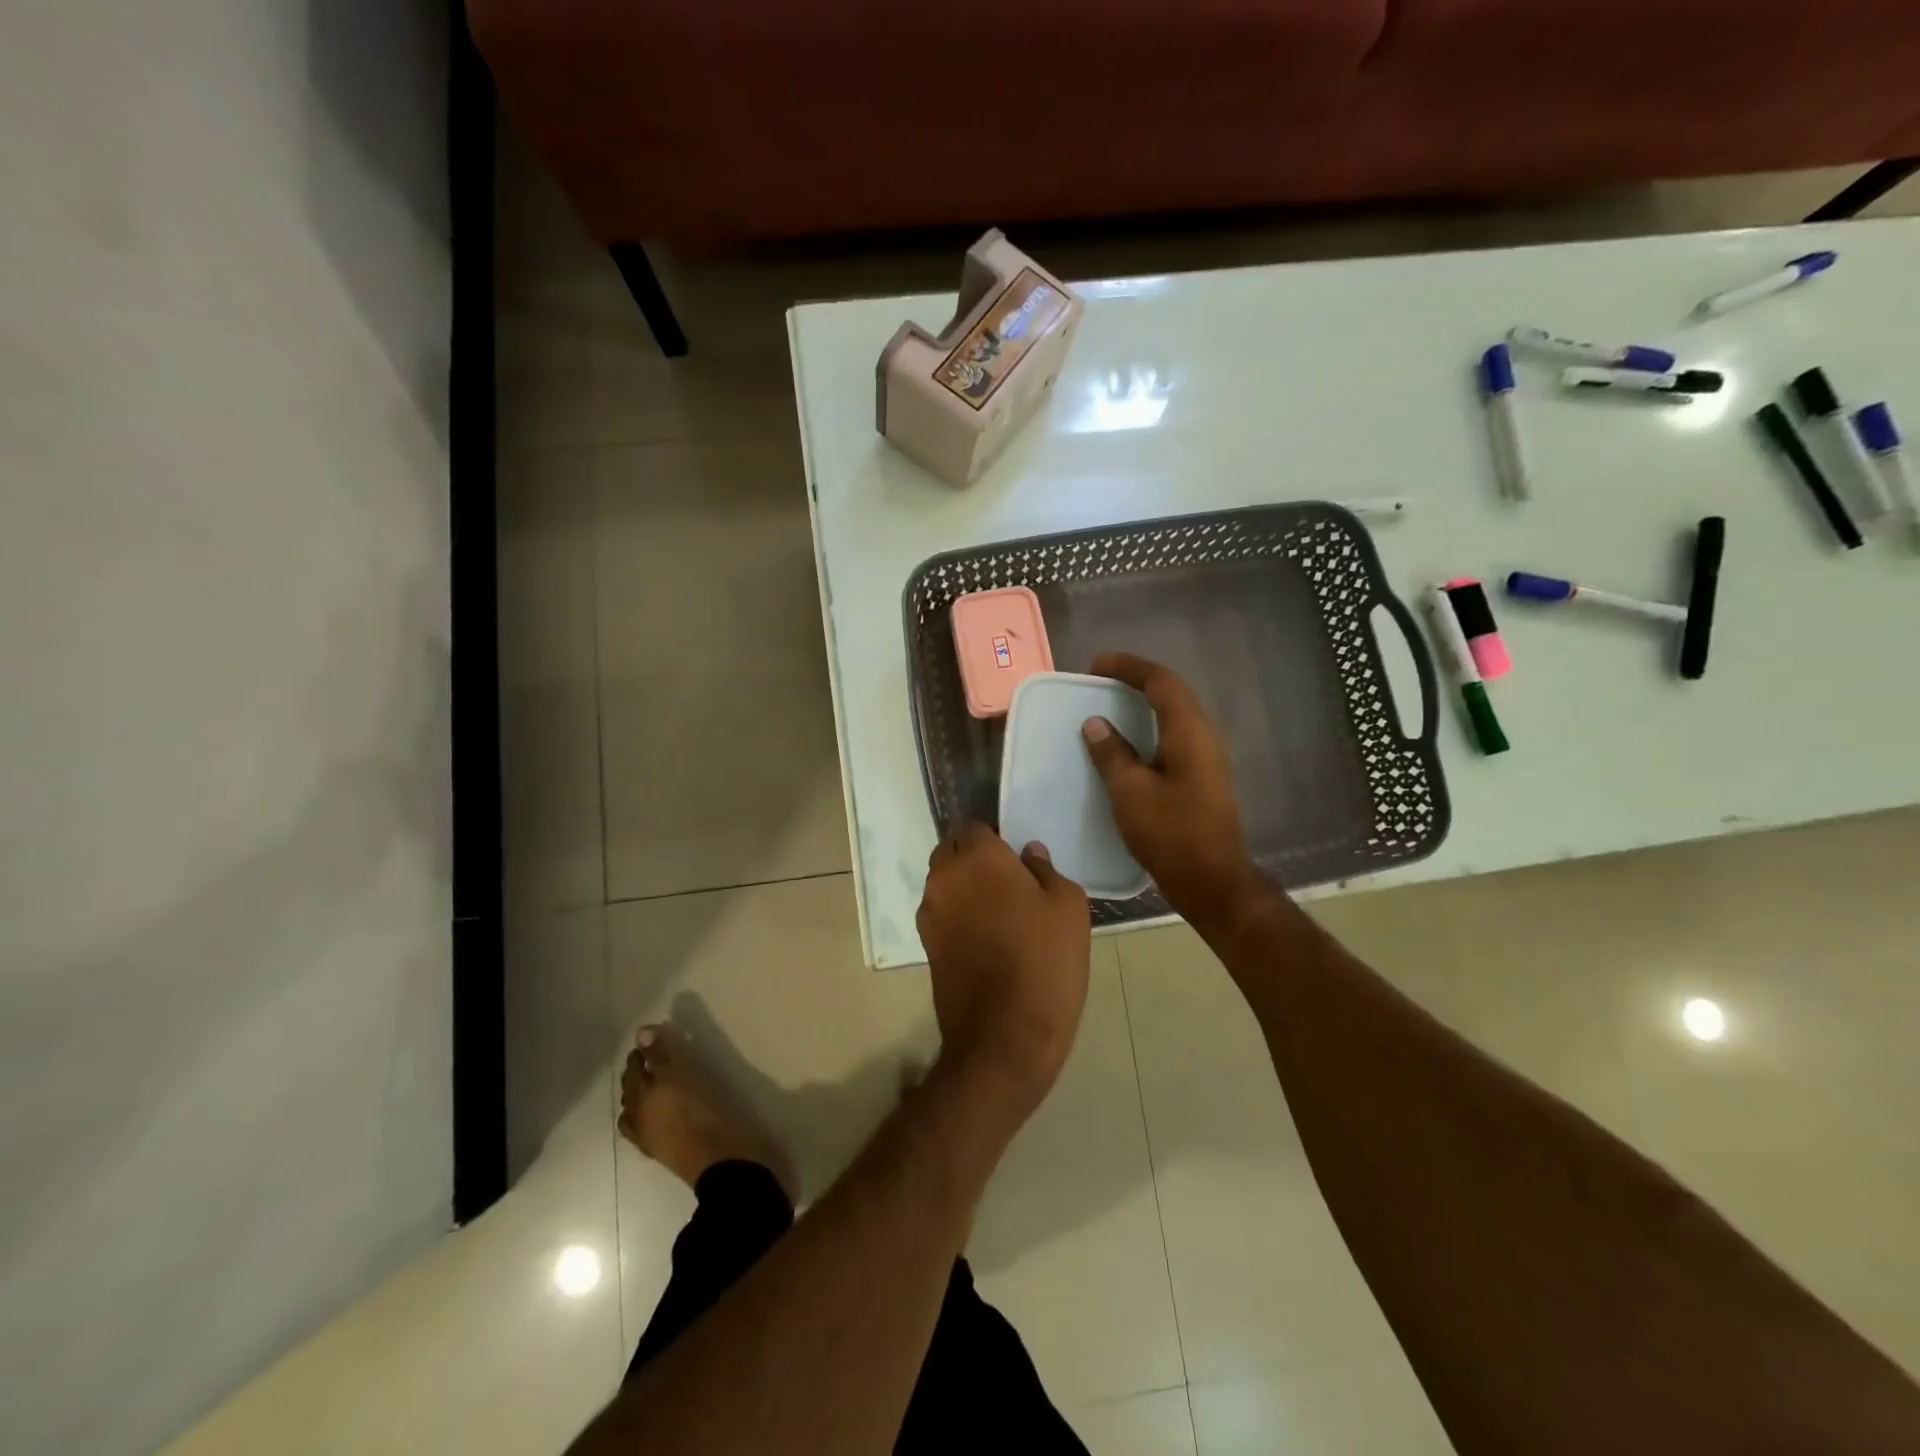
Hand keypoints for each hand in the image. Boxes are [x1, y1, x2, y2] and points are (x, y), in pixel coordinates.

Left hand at [916, 823, 1090, 1121]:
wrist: (1004, 1036)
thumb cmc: (1044, 961)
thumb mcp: (1068, 907)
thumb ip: (1046, 870)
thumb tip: (1028, 854)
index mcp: (977, 857)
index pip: (974, 825)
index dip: (994, 835)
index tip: (1016, 854)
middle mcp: (943, 877)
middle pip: (952, 850)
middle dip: (974, 856)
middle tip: (1008, 878)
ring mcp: (929, 912)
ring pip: (944, 882)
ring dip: (965, 885)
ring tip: (999, 909)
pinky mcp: (926, 944)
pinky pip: (942, 912)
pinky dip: (959, 914)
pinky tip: (987, 936)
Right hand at [1082, 651, 1265, 932]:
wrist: (1213, 880)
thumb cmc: (1170, 833)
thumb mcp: (1130, 792)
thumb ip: (1111, 753)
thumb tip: (1096, 723)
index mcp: (1188, 731)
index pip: (1160, 681)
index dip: (1128, 667)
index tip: (1094, 664)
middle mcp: (1204, 735)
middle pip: (1171, 692)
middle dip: (1135, 680)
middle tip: (1100, 681)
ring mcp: (1207, 756)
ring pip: (1174, 714)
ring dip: (1143, 703)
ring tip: (1109, 705)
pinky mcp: (1203, 775)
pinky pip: (1174, 735)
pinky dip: (1149, 727)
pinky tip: (1128, 743)